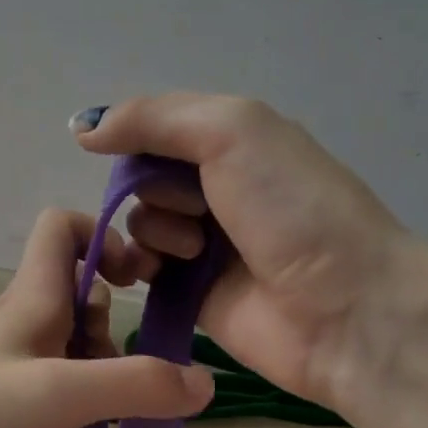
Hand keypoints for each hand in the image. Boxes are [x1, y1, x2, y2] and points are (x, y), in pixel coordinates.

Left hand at [0, 208, 214, 427]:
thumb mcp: (60, 392)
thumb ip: (136, 385)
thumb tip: (205, 380)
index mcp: (33, 294)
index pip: (63, 226)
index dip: (104, 236)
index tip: (139, 278)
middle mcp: (23, 318)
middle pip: (81, 293)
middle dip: (114, 325)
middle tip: (122, 372)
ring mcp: (9, 360)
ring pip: (72, 344)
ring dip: (101, 371)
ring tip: (104, 416)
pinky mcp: (0, 398)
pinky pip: (56, 384)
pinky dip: (79, 401)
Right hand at [73, 94, 408, 410]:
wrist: (345, 308)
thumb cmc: (293, 208)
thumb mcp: (232, 131)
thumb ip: (154, 118)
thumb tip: (82, 128)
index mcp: (236, 141)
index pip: (158, 127)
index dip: (138, 137)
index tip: (133, 153)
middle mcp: (219, 187)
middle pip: (145, 176)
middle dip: (155, 188)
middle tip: (197, 208)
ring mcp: (206, 242)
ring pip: (141, 221)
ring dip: (156, 228)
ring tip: (197, 249)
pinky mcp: (193, 292)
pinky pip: (144, 269)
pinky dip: (141, 265)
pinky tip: (157, 272)